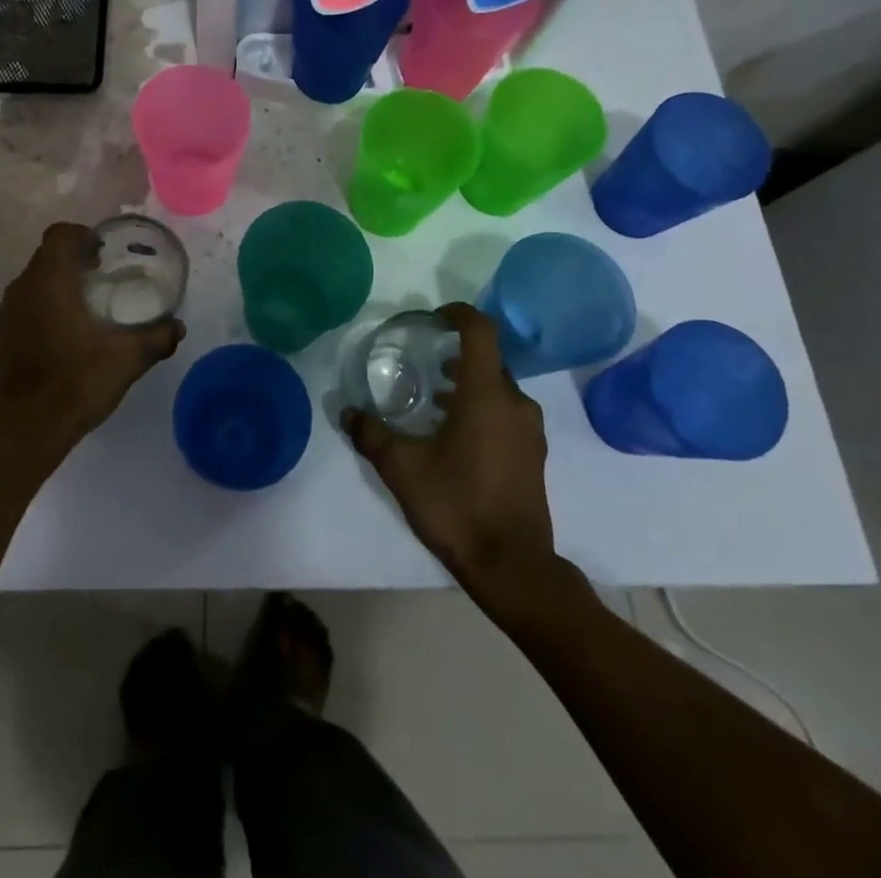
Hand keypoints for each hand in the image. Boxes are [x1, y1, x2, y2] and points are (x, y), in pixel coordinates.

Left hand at [0, 223, 184, 463]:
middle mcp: (20, 292)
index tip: (100, 255)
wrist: (26, 432)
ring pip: (26, 289)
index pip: (59, 235)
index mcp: (51, 283)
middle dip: (69, 264)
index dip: (80, 236)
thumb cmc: (78, 383)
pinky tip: (51, 348)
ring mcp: (1, 320)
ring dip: (49, 292)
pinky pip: (15, 320)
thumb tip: (178, 327)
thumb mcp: (127, 360)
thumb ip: (156, 338)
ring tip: (75, 315)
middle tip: (96, 282)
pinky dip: (32, 322)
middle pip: (43, 260)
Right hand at [343, 303, 568, 594]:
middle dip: (456, 354)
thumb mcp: (402, 469)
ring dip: (468, 383)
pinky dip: (481, 407)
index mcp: (486, 395)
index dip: (458, 314)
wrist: (513, 567)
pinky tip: (454, 433)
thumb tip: (347, 412)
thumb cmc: (457, 506)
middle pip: (488, 359)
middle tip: (423, 362)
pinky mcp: (533, 455)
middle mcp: (515, 404)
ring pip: (498, 388)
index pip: (480, 332)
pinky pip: (506, 412)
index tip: (433, 318)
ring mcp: (529, 431)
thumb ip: (372, 435)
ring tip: (434, 398)